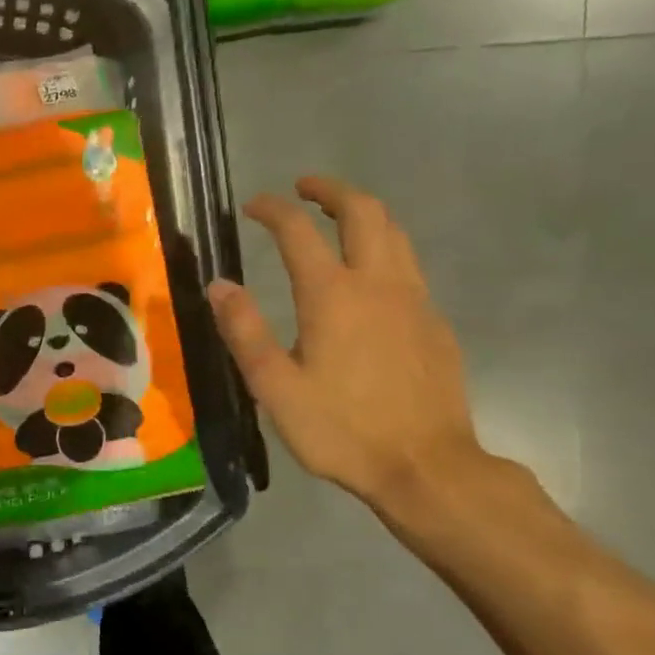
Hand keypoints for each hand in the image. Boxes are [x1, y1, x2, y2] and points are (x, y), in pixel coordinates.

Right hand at [209, 176, 486, 506]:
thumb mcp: (275, 387)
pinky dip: (383, 249)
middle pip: (364, 212)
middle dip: (332, 190)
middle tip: (304, 187)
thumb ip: (244, 331)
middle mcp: (379, 284)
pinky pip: (409, 266)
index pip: (299, 232)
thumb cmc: (341, 430)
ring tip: (336, 219)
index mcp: (333, 296)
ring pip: (395, 234)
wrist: (427, 466)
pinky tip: (368, 277)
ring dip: (363, 213)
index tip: (253, 204)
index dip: (274, 210)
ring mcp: (415, 301)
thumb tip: (219, 284)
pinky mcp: (435, 324)